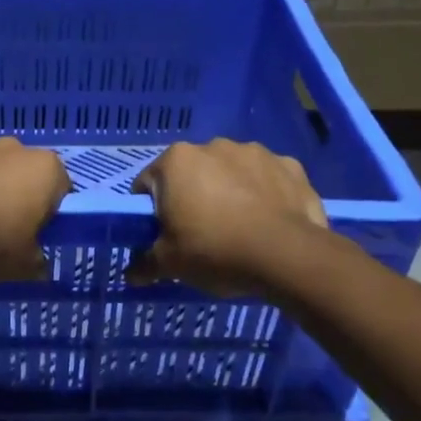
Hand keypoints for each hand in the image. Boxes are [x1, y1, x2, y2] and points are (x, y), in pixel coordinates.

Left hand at [0, 138, 70, 282]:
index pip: (61, 189)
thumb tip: (38, 265)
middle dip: (17, 197)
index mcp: (45, 168)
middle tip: (4, 231)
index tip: (34, 235)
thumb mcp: (23, 266)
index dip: (50, 214)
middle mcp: (14, 148)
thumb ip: (37, 263)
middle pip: (24, 174)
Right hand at [128, 140, 329, 294]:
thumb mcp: (170, 264)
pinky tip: (269, 221)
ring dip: (230, 191)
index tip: (163, 234)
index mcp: (176, 161)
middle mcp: (213, 146)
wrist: (288, 256)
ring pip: (231, 172)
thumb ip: (145, 264)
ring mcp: (255, 152)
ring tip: (239, 228)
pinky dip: (264, 193)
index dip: (152, 211)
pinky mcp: (289, 165)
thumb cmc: (215, 251)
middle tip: (200, 234)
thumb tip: (130, 274)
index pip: (149, 183)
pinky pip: (267, 178)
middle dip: (193, 197)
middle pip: (192, 174)